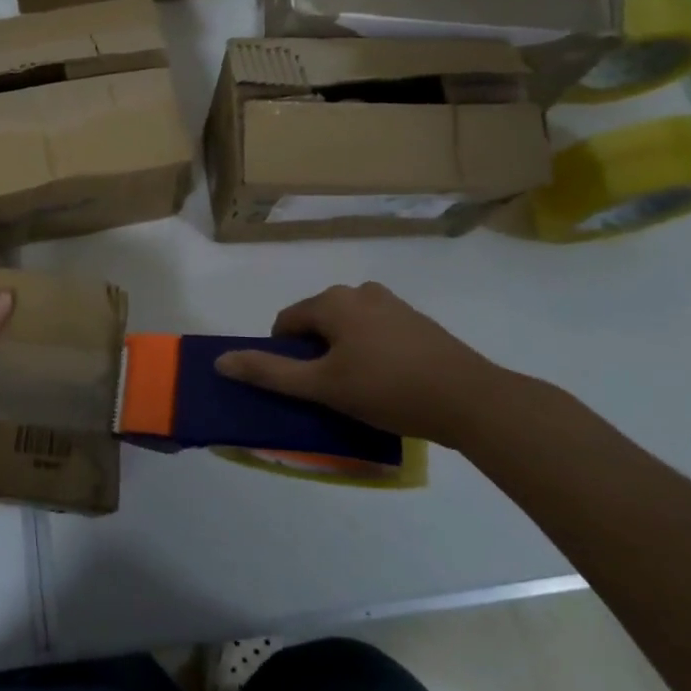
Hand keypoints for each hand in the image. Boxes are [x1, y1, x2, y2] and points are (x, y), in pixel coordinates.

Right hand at [213, 283, 518, 445]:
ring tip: (360, 390)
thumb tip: (221, 361)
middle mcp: (359, 291)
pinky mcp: (416, 320)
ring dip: (343, 352)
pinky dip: (371, 351)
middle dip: (315, 354)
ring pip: (348, 327)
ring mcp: (392, 303)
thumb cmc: (387, 389)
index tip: (302, 387)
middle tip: (330, 391)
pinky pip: (376, 331)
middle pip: (318, 322)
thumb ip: (269, 373)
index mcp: (332, 301)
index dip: (284, 355)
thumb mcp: (323, 386)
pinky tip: (388, 382)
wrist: (470, 399)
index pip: (286, 322)